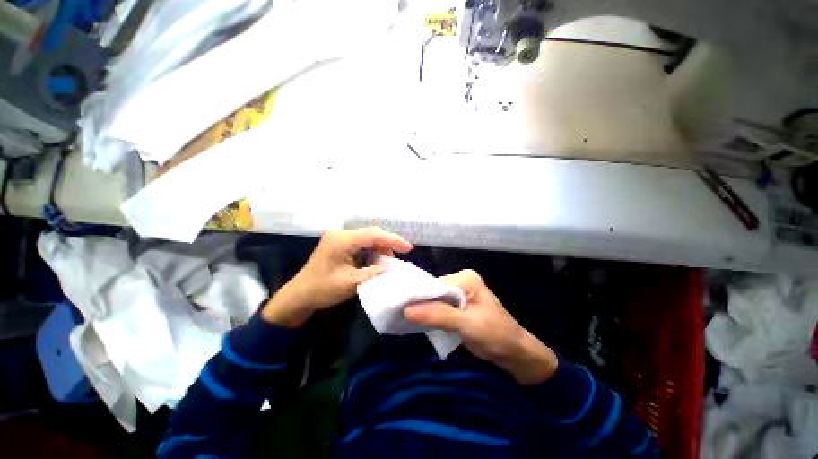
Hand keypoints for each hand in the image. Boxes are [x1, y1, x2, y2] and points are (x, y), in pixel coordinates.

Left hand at [262, 227, 412, 327]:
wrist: (299, 296)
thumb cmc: (322, 289)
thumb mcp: (351, 283)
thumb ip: (373, 273)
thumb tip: (391, 268)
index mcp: (342, 240)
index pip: (373, 235)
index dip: (393, 240)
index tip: (408, 248)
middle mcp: (341, 234)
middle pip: (371, 233)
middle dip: (388, 242)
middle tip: (403, 252)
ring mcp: (339, 238)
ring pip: (367, 237)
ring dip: (380, 247)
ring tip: (390, 260)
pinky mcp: (339, 244)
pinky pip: (361, 243)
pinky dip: (372, 250)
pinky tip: (378, 259)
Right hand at [404, 269, 557, 384]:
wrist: (516, 355)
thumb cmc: (496, 336)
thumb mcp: (467, 325)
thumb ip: (438, 315)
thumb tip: (406, 309)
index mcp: (465, 278)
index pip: (435, 285)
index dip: (418, 297)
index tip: (400, 309)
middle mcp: (461, 282)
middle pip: (433, 292)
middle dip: (420, 304)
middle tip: (399, 315)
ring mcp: (460, 294)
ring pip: (435, 301)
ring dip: (424, 311)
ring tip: (405, 319)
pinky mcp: (458, 307)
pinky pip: (439, 309)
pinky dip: (431, 316)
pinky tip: (419, 323)